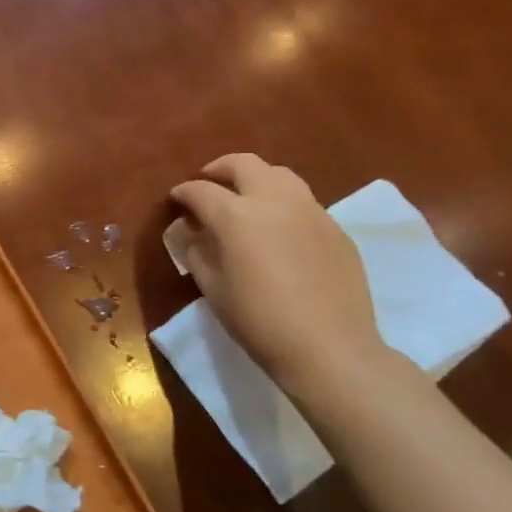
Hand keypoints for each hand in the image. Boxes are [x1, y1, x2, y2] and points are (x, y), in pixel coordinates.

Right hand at [171, 154, 386, 397]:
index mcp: (235, 215)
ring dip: (254, 179)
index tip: (176, 200)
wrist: (329, 348)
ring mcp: (310, 211)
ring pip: (279, 175)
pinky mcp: (335, 228)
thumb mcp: (211, 286)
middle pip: (243, 164)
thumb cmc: (257, 320)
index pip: (200, 190)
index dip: (183, 193)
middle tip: (208, 185)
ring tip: (244, 200)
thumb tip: (188, 229)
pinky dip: (281, 203)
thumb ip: (194, 249)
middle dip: (219, 169)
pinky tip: (277, 230)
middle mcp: (274, 201)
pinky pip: (303, 201)